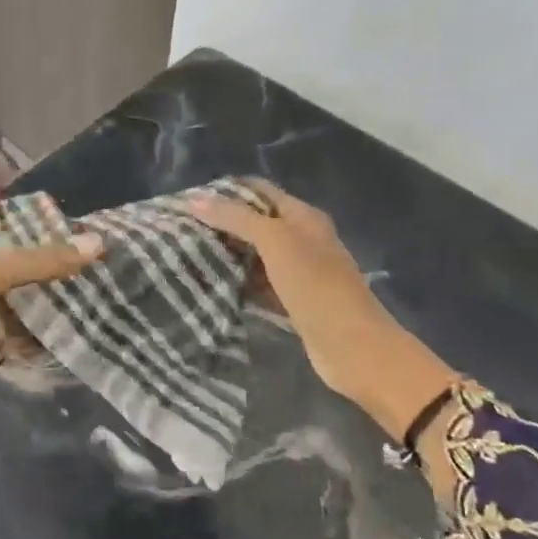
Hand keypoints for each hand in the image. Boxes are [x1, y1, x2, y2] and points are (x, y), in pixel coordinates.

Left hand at [0, 185, 101, 347]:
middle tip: (72, 235)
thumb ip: (42, 260)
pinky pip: (18, 333)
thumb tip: (97, 243)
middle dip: (31, 245)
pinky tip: (74, 321)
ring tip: (85, 273)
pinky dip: (41, 331)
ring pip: (12, 293)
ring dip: (41, 288)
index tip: (15, 188)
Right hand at [190, 183, 456, 442]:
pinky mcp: (294, 301)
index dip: (227, 191)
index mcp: (303, 216)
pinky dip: (240, 282)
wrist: (354, 347)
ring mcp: (300, 271)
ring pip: (257, 254)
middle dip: (223, 223)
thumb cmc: (316, 286)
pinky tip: (214, 286)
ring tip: (190, 255)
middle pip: (257, 222)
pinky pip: (260, 284)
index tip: (189, 200)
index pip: (259, 191)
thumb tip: (195, 200)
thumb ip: (237, 219)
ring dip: (229, 254)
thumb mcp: (275, 242)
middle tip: (183, 230)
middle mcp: (302, 238)